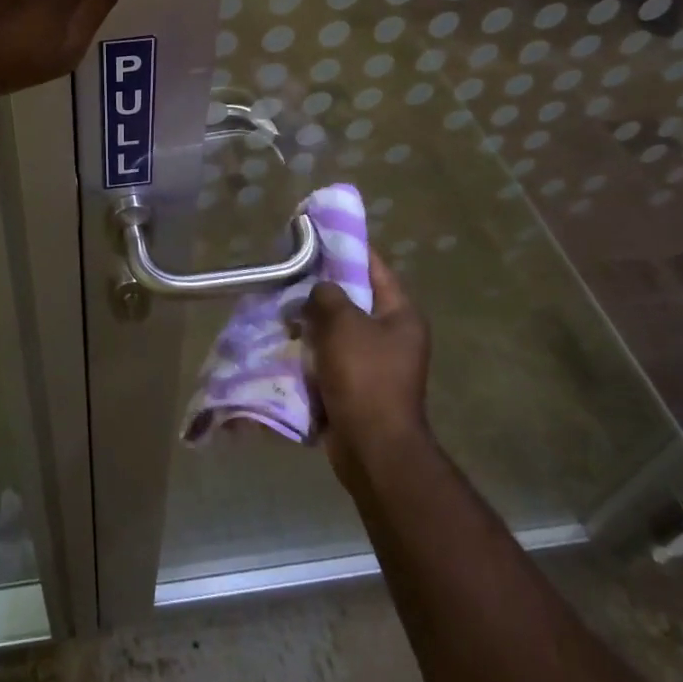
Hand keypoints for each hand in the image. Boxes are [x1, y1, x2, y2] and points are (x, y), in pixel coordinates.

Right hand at [303, 252, 431, 489]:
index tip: (317, 234)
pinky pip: (331, 357)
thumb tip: (319, 290)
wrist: (372, 447)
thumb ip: (328, 295)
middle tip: (291, 272)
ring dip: (313, 321)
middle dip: (322, 288)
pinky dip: (312, 350)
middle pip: (354, 299)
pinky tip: (286, 340)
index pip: (374, 267)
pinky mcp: (358, 386)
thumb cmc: (365, 376)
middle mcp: (394, 335)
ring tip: (281, 305)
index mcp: (401, 314)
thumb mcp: (343, 324)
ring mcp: (377, 363)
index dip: (346, 248)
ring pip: (339, 329)